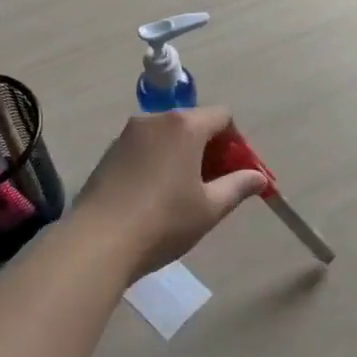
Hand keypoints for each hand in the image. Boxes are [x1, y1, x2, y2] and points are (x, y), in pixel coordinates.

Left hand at [73, 107, 268, 280]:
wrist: (98, 241)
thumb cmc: (164, 221)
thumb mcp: (209, 208)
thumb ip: (238, 186)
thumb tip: (258, 177)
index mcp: (184, 126)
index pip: (222, 116)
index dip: (237, 141)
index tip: (239, 171)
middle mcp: (155, 120)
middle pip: (194, 123)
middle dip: (211, 149)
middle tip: (218, 184)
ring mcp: (127, 135)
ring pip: (168, 136)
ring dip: (184, 155)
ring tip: (187, 193)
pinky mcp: (109, 153)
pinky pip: (146, 148)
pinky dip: (160, 162)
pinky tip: (157, 196)